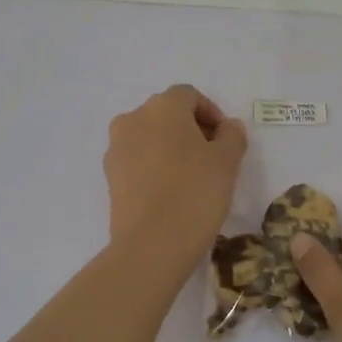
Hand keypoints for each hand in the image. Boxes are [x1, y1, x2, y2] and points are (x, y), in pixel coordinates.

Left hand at [103, 85, 248, 255]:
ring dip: (171, 147)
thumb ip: (232, 135)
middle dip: (190, 129)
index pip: (189, 95)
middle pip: (166, 113)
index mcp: (162, 107)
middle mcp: (133, 119)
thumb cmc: (195, 192)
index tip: (225, 139)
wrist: (151, 245)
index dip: (211, 112)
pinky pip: (137, 160)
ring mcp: (116, 148)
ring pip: (149, 136)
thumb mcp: (227, 161)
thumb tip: (227, 127)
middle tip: (212, 156)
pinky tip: (171, 192)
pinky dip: (155, 166)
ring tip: (192, 176)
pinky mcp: (110, 177)